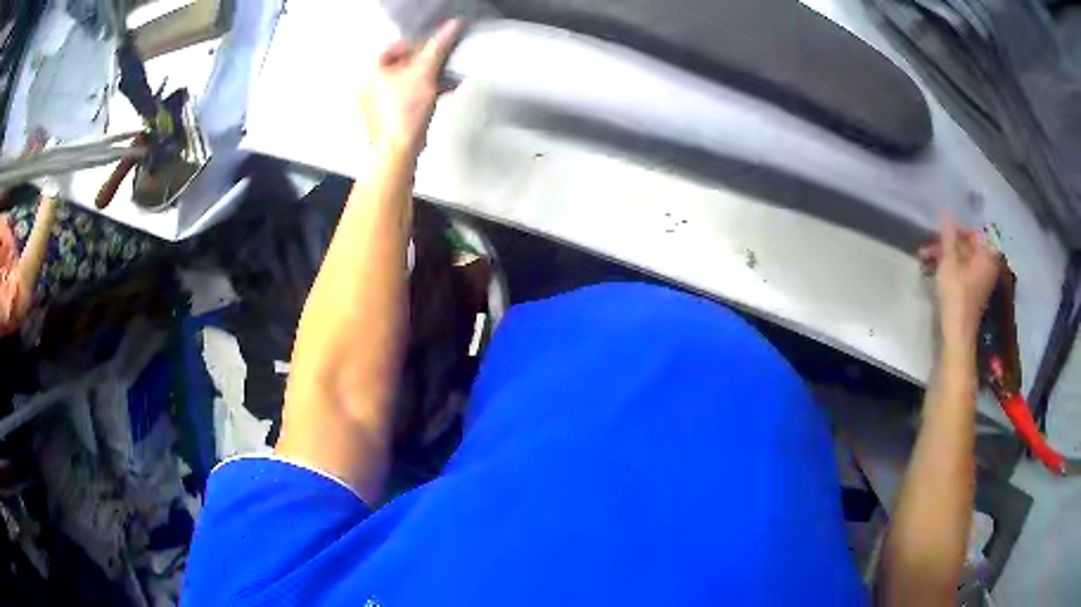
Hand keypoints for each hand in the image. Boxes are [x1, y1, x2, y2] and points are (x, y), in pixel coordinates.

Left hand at [360, 20, 463, 158]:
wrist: (398, 151)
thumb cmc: (404, 111)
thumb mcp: (425, 72)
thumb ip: (439, 46)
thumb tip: (453, 25)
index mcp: (371, 70)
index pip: (396, 45)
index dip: (418, 44)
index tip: (435, 50)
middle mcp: (369, 84)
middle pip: (403, 63)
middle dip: (428, 62)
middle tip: (444, 63)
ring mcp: (377, 101)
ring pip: (407, 80)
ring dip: (430, 77)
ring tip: (448, 78)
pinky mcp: (387, 115)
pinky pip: (407, 95)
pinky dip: (424, 92)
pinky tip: (443, 92)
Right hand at [918, 211, 1001, 343]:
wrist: (958, 335)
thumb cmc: (956, 296)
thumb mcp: (949, 262)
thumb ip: (948, 235)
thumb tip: (946, 210)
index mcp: (987, 255)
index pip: (972, 231)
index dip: (954, 230)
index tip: (938, 233)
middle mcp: (988, 264)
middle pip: (966, 246)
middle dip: (945, 245)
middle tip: (926, 248)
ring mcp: (982, 279)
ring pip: (962, 259)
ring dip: (944, 257)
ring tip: (924, 260)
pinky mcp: (975, 290)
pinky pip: (963, 271)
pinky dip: (949, 269)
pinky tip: (933, 271)